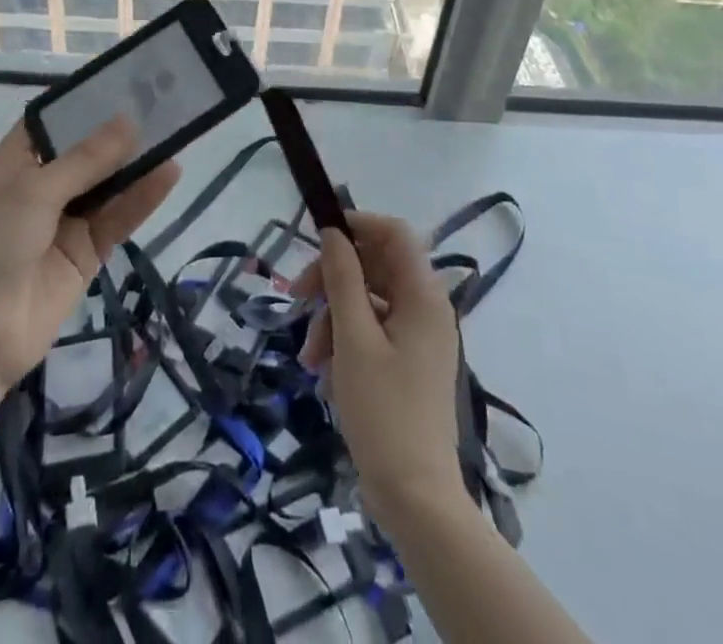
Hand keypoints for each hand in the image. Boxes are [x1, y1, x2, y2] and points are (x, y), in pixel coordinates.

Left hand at [0, 118, 178, 390]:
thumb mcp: (34, 191)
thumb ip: (86, 159)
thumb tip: (129, 122)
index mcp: (17, 163)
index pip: (52, 121)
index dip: (83, 103)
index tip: (122, 82)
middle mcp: (42, 186)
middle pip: (86, 152)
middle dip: (118, 133)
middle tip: (160, 104)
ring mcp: (66, 220)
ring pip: (108, 184)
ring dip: (136, 164)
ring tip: (174, 135)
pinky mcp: (86, 251)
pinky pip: (118, 218)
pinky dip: (142, 199)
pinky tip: (168, 175)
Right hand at [296, 212, 467, 530]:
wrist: (415, 498)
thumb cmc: (383, 411)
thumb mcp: (353, 338)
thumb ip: (342, 278)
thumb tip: (333, 232)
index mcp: (423, 295)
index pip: (393, 233)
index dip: (356, 224)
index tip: (317, 237)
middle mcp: (426, 308)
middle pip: (375, 267)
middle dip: (332, 280)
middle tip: (296, 297)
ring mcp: (419, 337)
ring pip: (368, 301)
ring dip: (332, 318)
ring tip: (308, 356)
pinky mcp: (409, 363)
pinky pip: (373, 332)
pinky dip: (345, 343)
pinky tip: (325, 374)